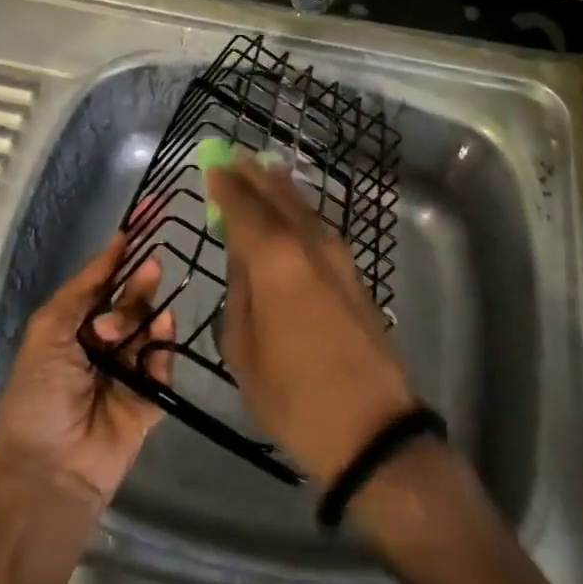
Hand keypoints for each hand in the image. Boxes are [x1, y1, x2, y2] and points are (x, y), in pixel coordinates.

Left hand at [0, 234, 174, 503]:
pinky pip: (163, 363)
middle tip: (152, 268)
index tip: (141, 230)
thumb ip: (84, 287)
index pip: (102, 285)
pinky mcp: (150, 397)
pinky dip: (163, 348)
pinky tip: (159, 339)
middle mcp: (103, 344)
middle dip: (139, 285)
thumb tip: (116, 243)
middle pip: (130, 302)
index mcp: (74, 328)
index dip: (119, 259)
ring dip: (150, 315)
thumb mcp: (49, 330)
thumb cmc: (41, 394)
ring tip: (149, 317)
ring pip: (150, 328)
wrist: (52, 471)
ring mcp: (128, 370)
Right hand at [207, 156, 416, 486]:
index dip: (225, 185)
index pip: (243, 206)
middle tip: (234, 155)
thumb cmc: (294, 395)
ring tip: (263, 169)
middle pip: (276, 196)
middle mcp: (307, 242)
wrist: (371, 428)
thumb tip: (241, 257)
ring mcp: (336, 254)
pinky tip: (292, 209)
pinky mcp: (353, 271)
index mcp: (274, 257)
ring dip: (279, 187)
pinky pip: (317, 224)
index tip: (211, 164)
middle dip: (253, 175)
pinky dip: (299, 209)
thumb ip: (240, 292)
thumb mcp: (244, 349)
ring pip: (302, 206)